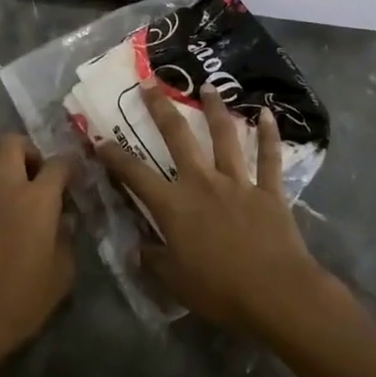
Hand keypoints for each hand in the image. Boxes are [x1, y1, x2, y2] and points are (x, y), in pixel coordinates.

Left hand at [0, 134, 74, 376]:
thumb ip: (67, 236)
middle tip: (39, 172)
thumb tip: (65, 217)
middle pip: (12, 142)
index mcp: (37, 199)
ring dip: (4, 158)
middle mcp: (4, 186)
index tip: (76, 175)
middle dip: (30, 149)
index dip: (70, 165)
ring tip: (17, 183)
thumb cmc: (23, 300)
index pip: (58, 163)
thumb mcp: (62, 273)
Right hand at [96, 79, 326, 339]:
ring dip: (215, 109)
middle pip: (178, 137)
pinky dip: (270, 136)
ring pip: (224, 137)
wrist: (276, 293)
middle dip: (161, 108)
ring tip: (208, 86)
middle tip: (150, 83)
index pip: (135, 175)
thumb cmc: (220, 290)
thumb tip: (136, 248)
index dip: (114, 156)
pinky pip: (270, 158)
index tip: (99, 139)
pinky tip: (269, 114)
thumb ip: (153, 260)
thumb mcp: (174, 281)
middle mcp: (202, 183)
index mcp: (174, 205)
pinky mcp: (269, 191)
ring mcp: (237, 182)